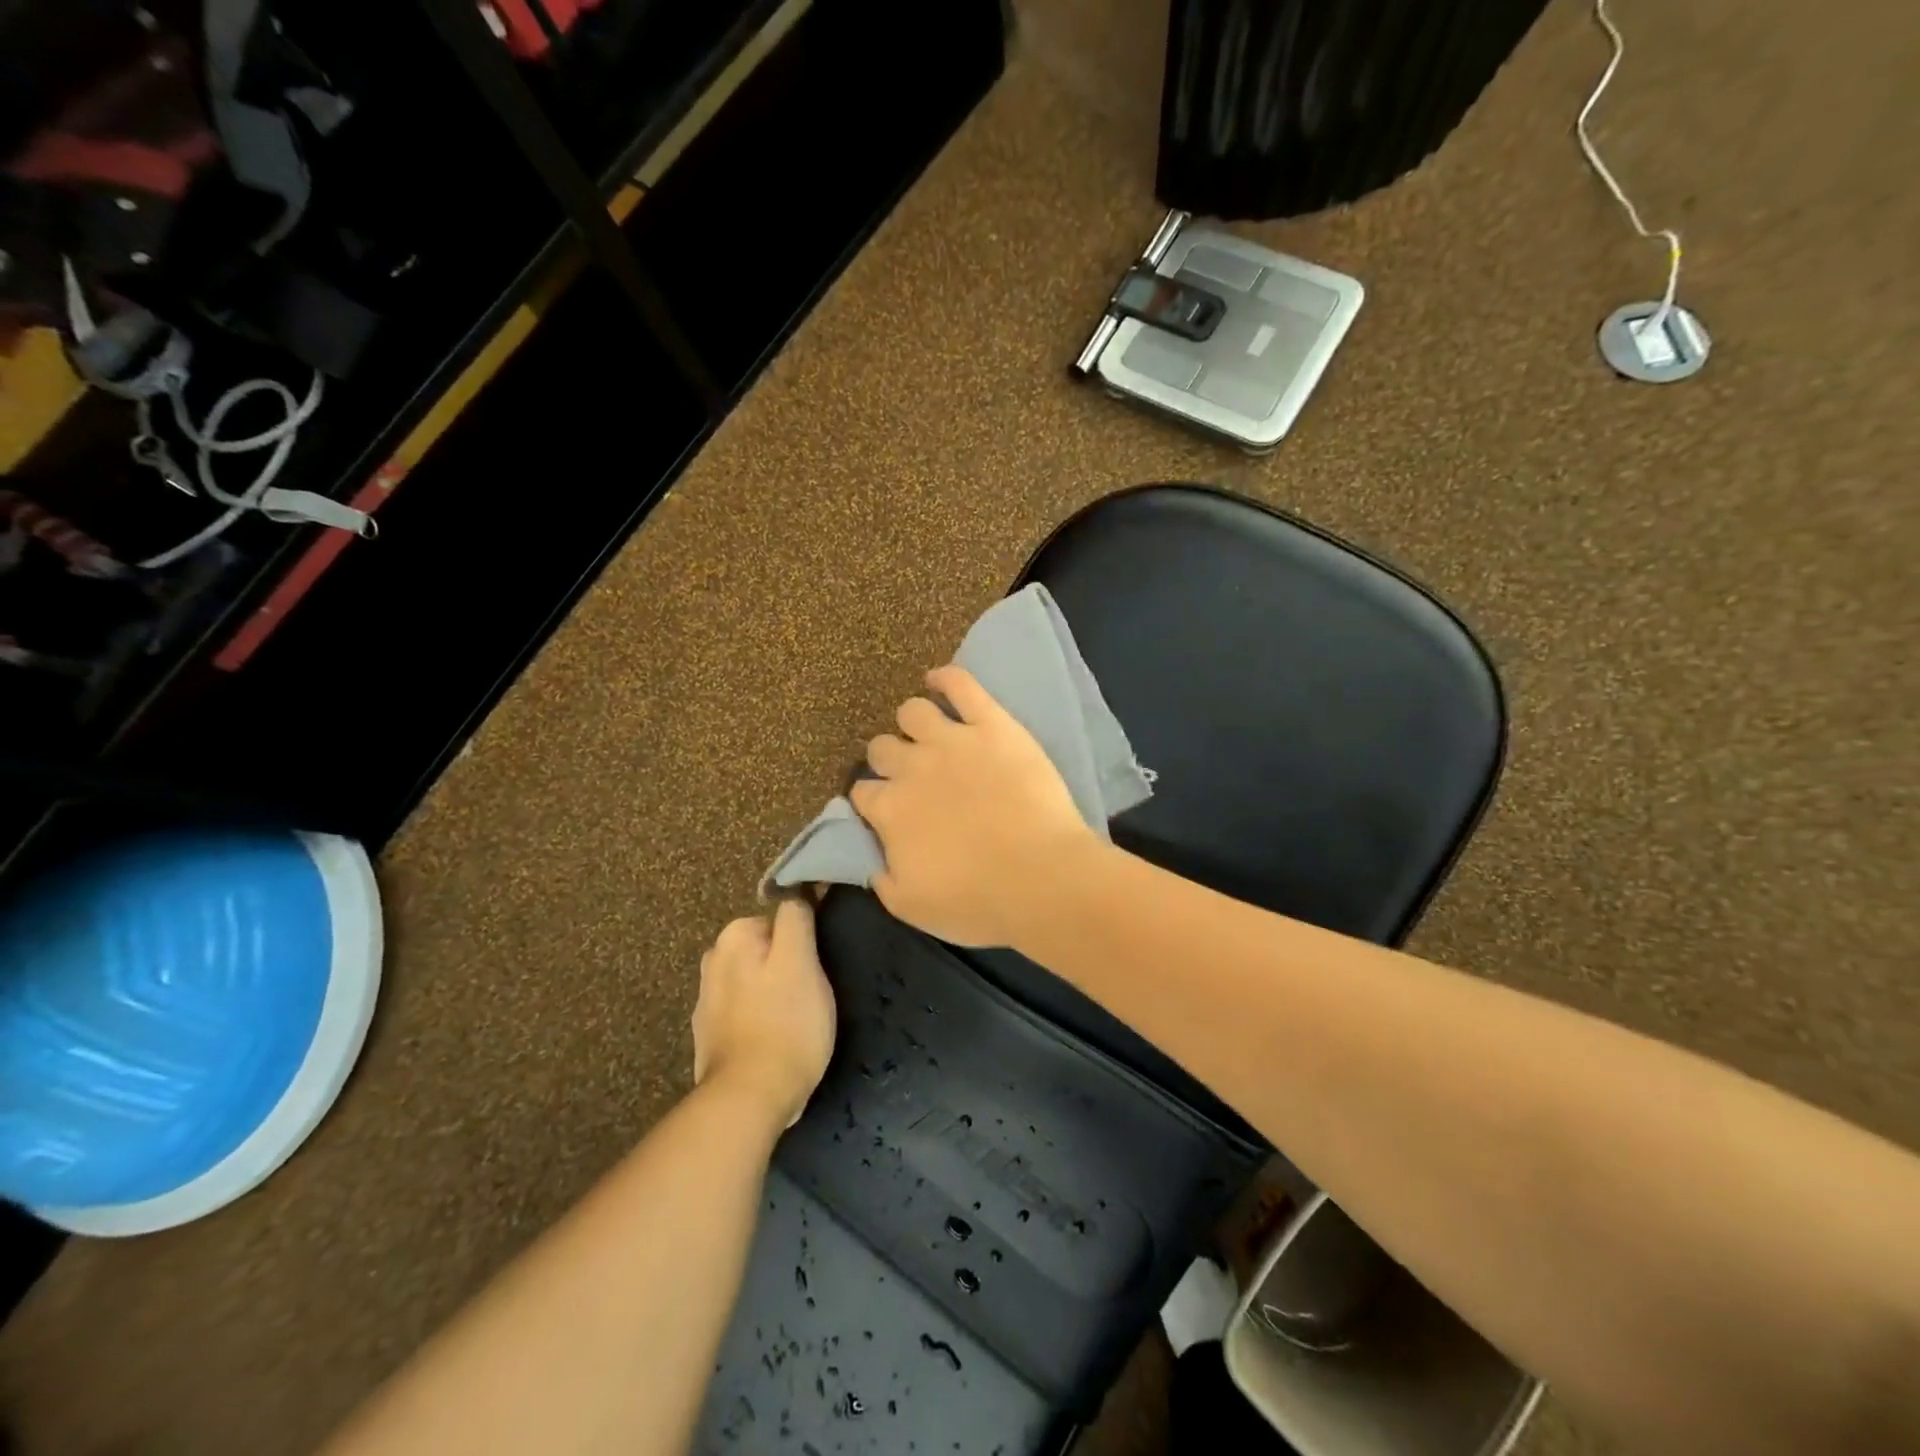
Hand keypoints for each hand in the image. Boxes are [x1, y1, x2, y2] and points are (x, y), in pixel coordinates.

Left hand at [692, 899, 835, 1129]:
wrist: (749, 1099)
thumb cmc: (785, 1022)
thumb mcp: (801, 960)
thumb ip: (796, 917)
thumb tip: (797, 888)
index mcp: (734, 936)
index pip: (783, 918)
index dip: (805, 941)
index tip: (818, 966)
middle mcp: (713, 960)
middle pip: (767, 949)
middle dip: (788, 965)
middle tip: (811, 995)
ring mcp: (707, 1000)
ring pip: (756, 980)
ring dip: (773, 993)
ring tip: (796, 1021)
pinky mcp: (709, 1035)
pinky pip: (745, 1012)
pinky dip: (760, 1018)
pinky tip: (775, 1039)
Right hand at [851, 665, 1101, 946]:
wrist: (1042, 878)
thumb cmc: (978, 901)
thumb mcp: (912, 907)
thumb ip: (882, 878)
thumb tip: (872, 859)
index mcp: (889, 810)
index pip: (863, 792)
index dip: (872, 798)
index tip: (884, 808)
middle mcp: (911, 767)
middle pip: (882, 747)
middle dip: (889, 759)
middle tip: (911, 774)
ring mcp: (952, 739)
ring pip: (914, 712)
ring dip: (914, 722)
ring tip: (928, 733)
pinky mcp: (992, 724)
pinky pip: (961, 685)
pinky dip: (946, 678)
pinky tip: (939, 680)